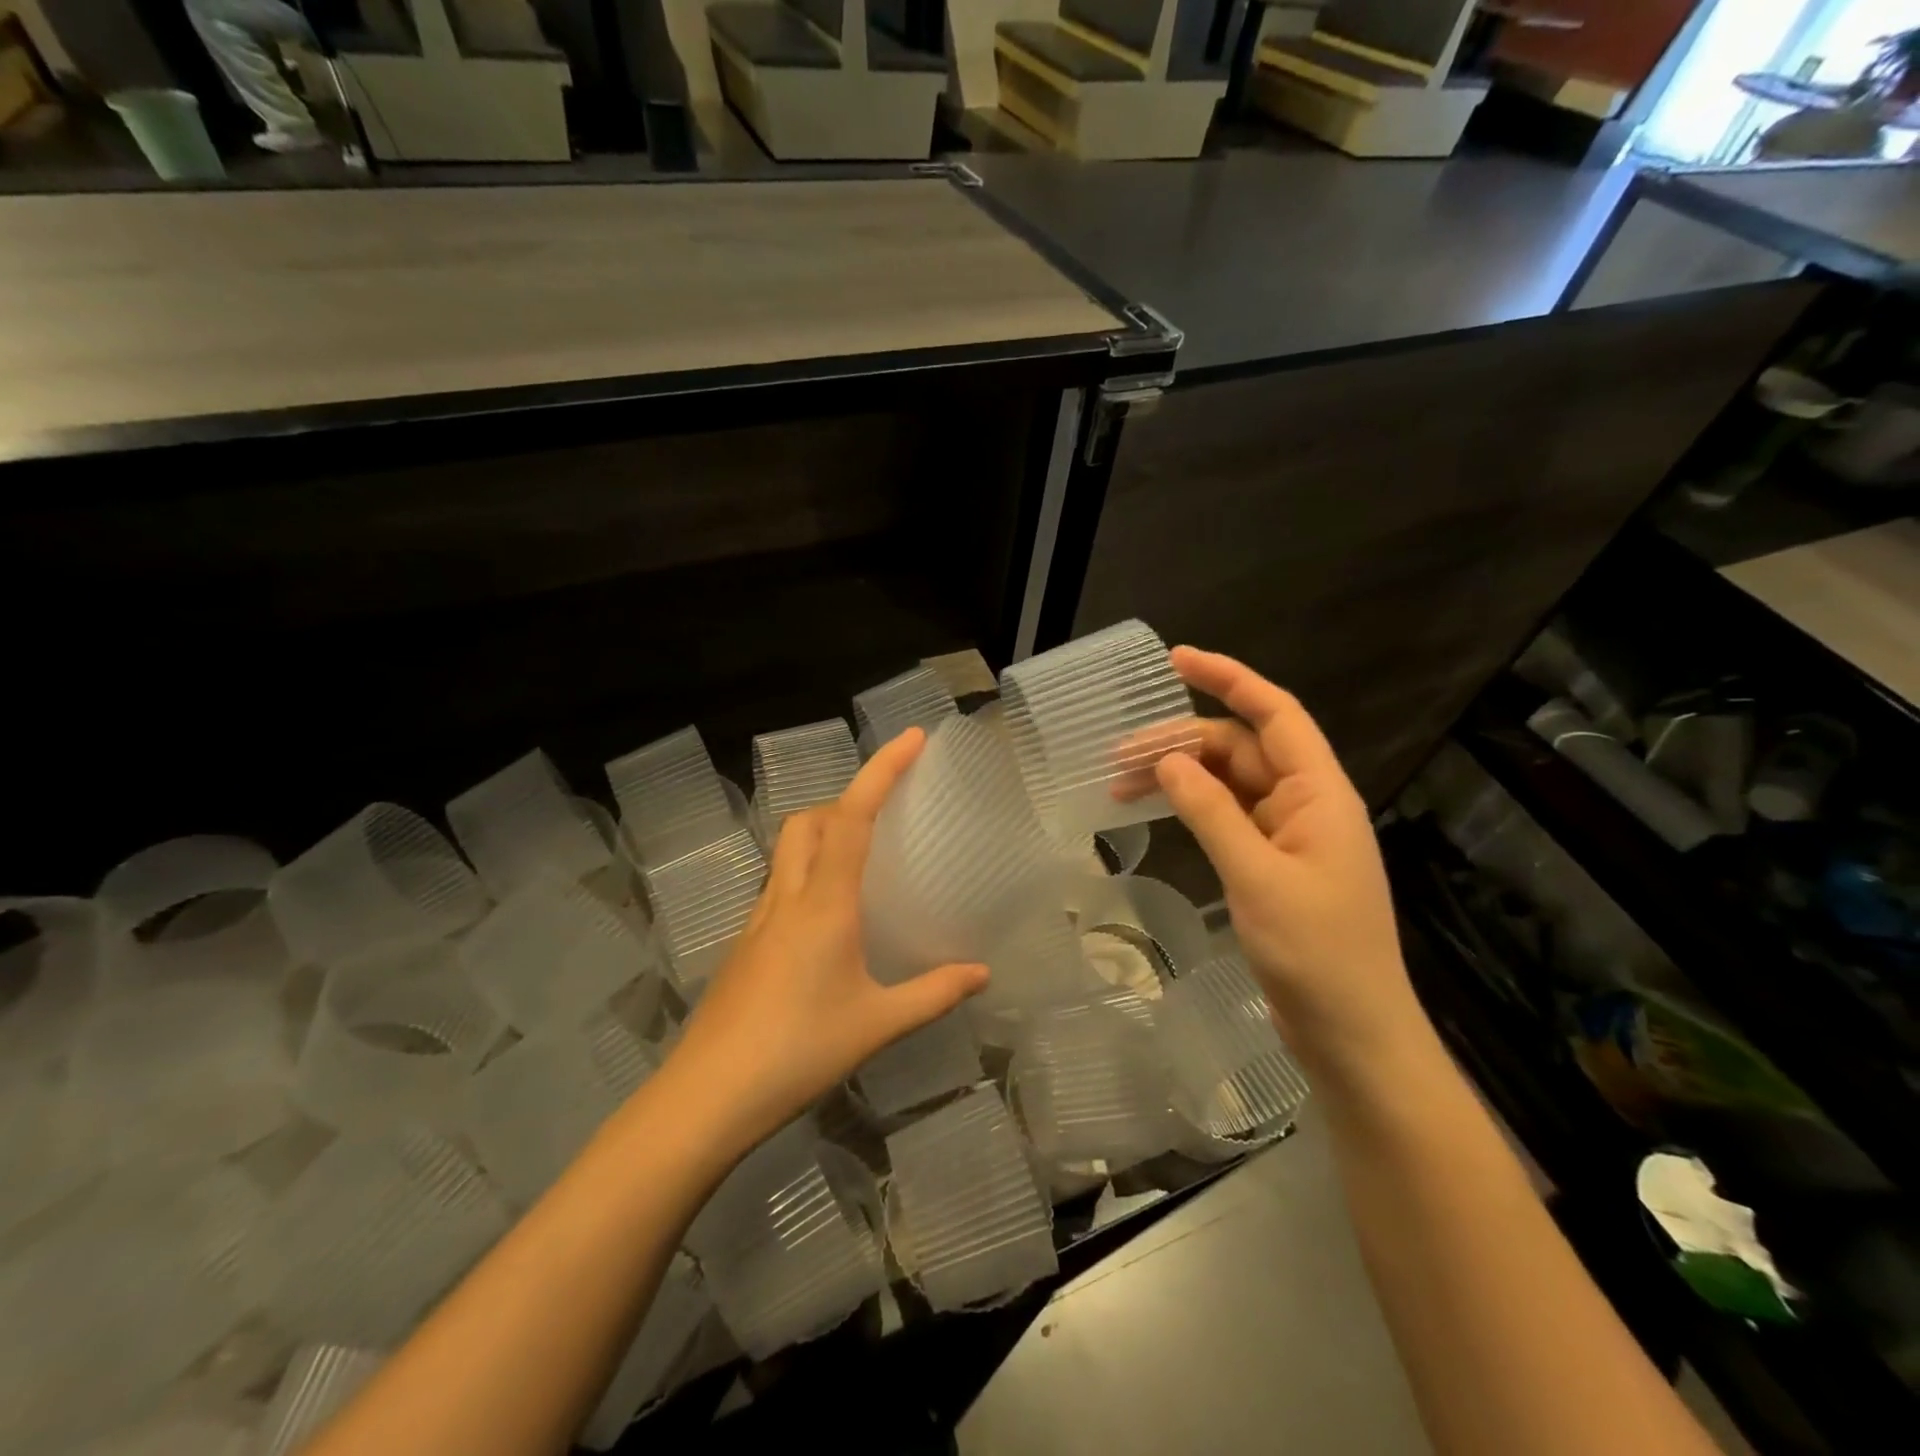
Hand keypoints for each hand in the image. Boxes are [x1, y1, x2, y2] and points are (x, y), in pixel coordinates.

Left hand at [667, 729, 989, 1155]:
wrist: (705, 1097)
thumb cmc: (797, 1052)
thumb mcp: (876, 1025)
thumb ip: (933, 994)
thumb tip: (982, 974)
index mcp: (824, 904)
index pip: (853, 817)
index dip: (882, 771)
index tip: (912, 738)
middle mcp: (787, 898)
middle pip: (809, 821)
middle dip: (847, 800)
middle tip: (887, 816)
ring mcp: (758, 920)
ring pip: (788, 851)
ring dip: (824, 834)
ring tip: (864, 861)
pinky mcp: (744, 945)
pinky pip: (779, 886)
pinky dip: (807, 874)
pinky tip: (829, 921)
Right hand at [1154, 648, 1424, 1078]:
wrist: (1353, 1033)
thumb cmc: (1316, 952)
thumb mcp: (1258, 876)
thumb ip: (1212, 812)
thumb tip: (1169, 761)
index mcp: (1319, 794)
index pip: (1275, 714)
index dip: (1229, 678)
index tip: (1176, 660)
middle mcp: (1306, 804)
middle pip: (1241, 749)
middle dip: (1182, 743)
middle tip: (1120, 757)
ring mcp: (1289, 836)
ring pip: (1230, 784)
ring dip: (1182, 777)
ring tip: (1123, 785)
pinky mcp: (1274, 865)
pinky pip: (1229, 817)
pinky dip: (1194, 809)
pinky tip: (1160, 811)